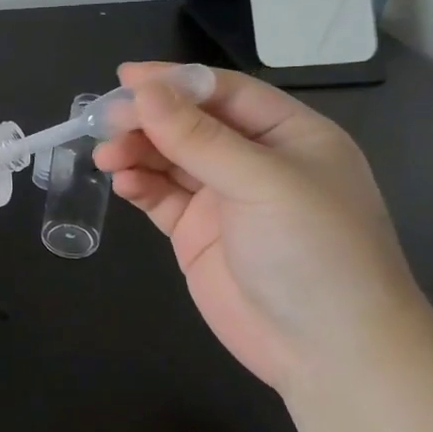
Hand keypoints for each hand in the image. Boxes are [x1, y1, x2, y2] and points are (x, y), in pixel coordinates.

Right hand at [93, 63, 426, 391]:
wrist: (329, 352)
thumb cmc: (314, 251)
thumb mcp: (262, 183)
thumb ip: (200, 138)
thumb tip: (145, 91)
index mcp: (289, 135)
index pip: (224, 93)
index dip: (175, 82)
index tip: (125, 79)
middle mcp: (255, 161)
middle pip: (190, 124)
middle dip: (148, 120)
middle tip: (104, 122)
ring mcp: (224, 199)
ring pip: (170, 159)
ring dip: (137, 152)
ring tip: (106, 155)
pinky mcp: (197, 234)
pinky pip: (161, 197)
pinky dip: (140, 185)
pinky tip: (123, 183)